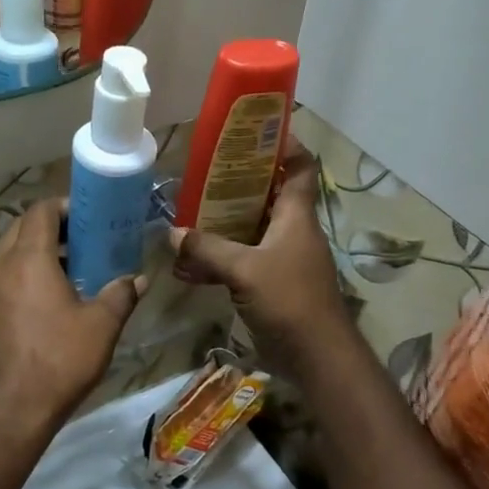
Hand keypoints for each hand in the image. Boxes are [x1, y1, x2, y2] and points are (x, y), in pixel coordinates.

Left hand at [0, 199, 144, 442]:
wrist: (3, 415)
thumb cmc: (57, 363)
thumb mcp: (101, 328)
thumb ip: (120, 295)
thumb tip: (137, 279)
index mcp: (26, 258)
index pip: (41, 211)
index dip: (65, 207)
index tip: (88, 218)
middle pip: (20, 229)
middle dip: (50, 230)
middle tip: (81, 246)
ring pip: (4, 256)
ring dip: (31, 256)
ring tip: (63, 277)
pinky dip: (15, 280)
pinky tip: (37, 307)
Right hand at [170, 144, 347, 378]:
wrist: (316, 356)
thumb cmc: (289, 300)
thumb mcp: (244, 269)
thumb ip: (207, 250)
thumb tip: (172, 233)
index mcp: (295, 215)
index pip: (299, 167)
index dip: (283, 144)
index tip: (253, 131)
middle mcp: (290, 231)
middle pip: (266, 195)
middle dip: (236, 184)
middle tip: (202, 173)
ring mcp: (281, 259)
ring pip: (249, 230)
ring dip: (221, 225)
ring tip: (185, 217)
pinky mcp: (271, 285)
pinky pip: (241, 262)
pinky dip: (218, 261)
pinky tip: (187, 268)